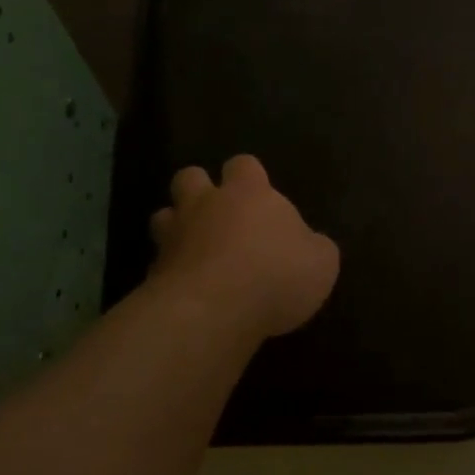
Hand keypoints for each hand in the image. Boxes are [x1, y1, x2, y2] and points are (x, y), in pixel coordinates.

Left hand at [148, 156, 339, 339]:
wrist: (213, 310)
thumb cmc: (276, 275)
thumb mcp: (321, 263)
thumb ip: (314, 247)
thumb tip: (309, 244)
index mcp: (249, 193)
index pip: (244, 165)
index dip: (249, 176)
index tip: (259, 196)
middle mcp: (205, 205)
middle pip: (190, 177)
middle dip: (199, 190)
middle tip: (217, 215)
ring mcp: (174, 236)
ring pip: (163, 216)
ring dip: (175, 227)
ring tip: (193, 249)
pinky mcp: (153, 272)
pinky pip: (158, 263)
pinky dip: (169, 272)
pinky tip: (185, 290)